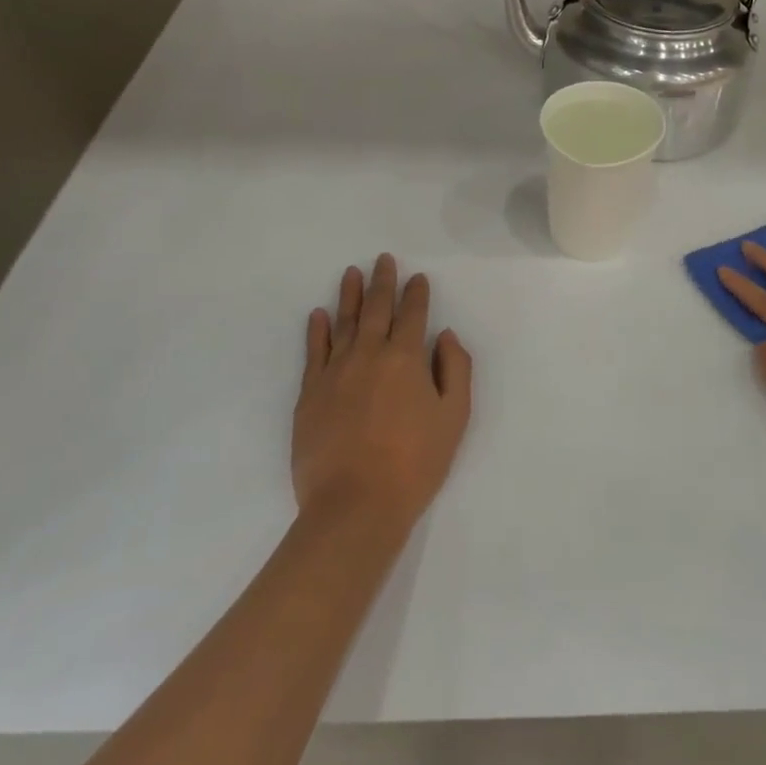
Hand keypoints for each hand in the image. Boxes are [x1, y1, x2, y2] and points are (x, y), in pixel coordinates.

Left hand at [292, 254, 472, 535]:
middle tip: (382, 260)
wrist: (355, 504)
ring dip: (349, 296)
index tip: (417, 278)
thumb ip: (455, 369)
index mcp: (406, 358)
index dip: (417, 294)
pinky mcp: (310, 394)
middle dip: (382, 282)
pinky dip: (317, 330)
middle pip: (376, 309)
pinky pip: (313, 352)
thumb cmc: (415, 462)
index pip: (413, 315)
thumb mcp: (454, 417)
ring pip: (343, 323)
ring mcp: (334, 372)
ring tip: (351, 273)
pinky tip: (318, 315)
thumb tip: (444, 336)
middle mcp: (368, 354)